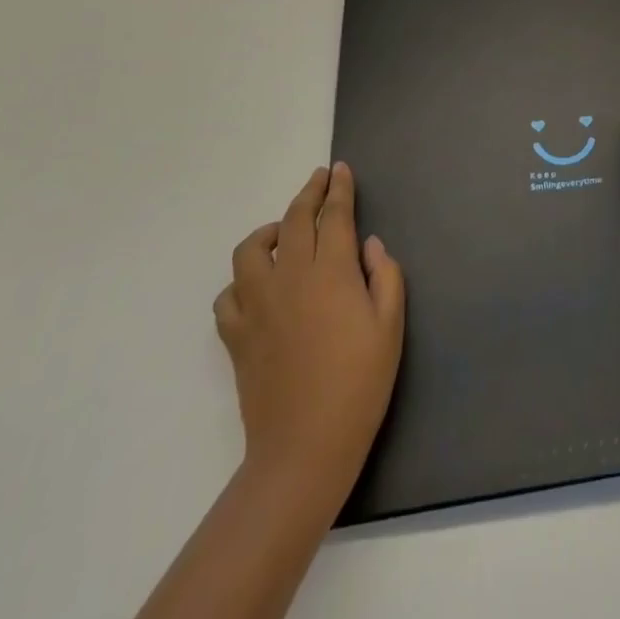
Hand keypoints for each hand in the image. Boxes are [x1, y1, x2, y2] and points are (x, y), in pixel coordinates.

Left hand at [213, 163, 404, 514]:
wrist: (305, 448)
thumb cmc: (359, 385)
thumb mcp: (391, 327)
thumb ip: (385, 276)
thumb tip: (369, 245)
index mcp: (332, 272)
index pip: (334, 215)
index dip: (338, 189)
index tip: (340, 170)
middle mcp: (290, 277)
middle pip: (294, 220)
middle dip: (309, 193)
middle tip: (320, 180)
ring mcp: (257, 305)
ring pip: (250, 249)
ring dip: (269, 231)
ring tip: (284, 233)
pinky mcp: (236, 335)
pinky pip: (228, 294)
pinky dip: (241, 281)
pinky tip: (258, 286)